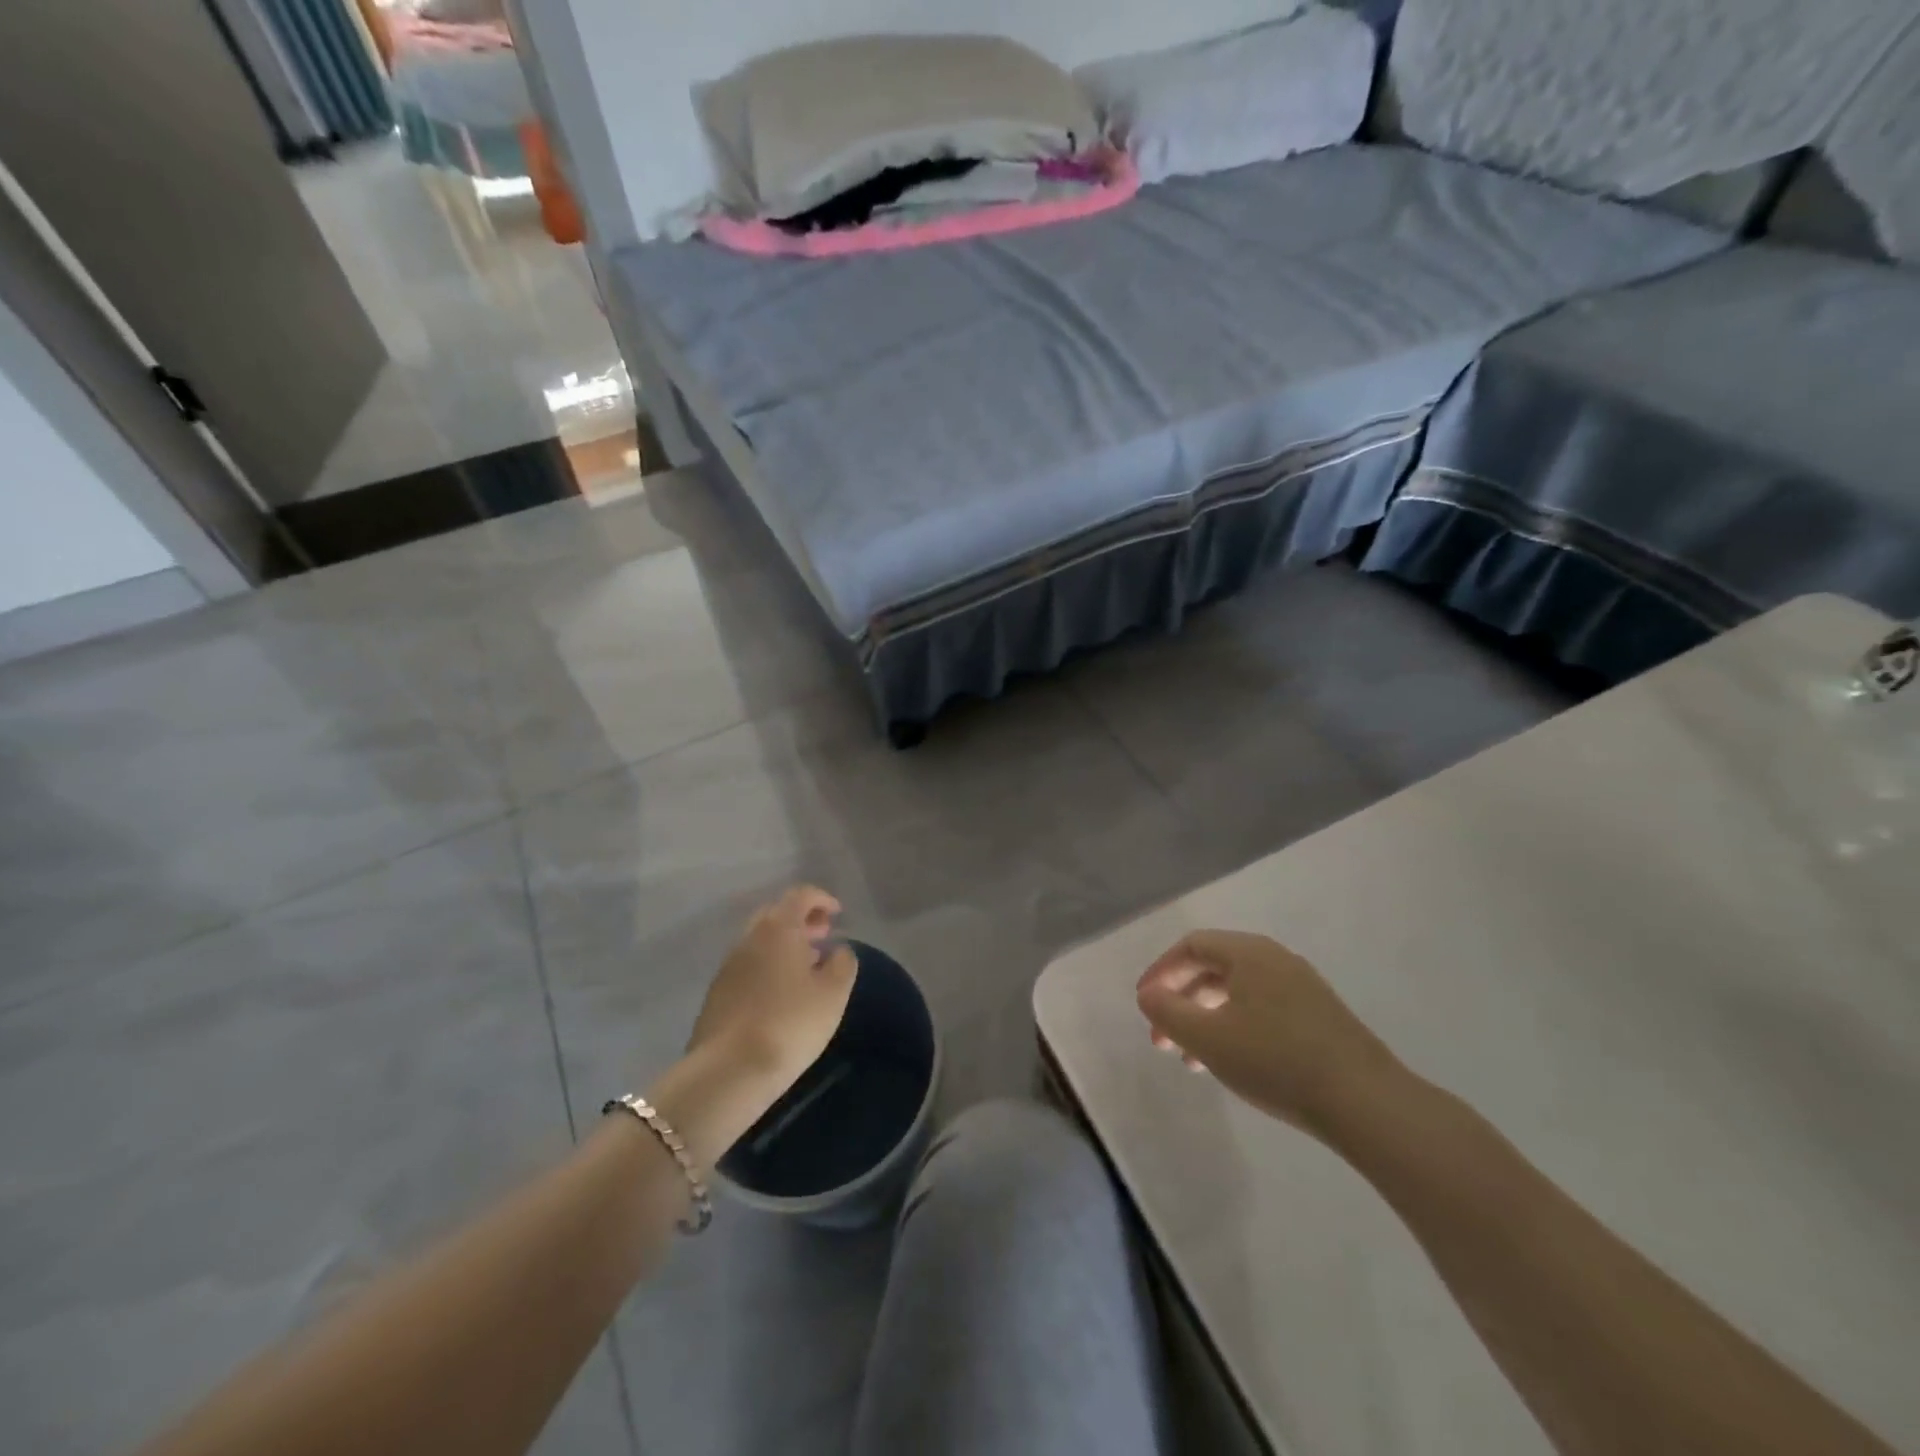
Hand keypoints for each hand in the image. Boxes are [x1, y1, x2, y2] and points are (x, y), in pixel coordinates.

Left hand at [687, 887, 857, 1095]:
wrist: (728, 1071)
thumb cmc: (790, 1023)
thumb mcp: (833, 994)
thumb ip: (843, 963)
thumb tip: (838, 950)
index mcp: (778, 928)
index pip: (800, 895)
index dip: (822, 899)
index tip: (838, 914)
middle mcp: (749, 938)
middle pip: (776, 913)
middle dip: (801, 920)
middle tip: (822, 936)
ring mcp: (728, 966)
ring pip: (759, 940)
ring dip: (783, 944)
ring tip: (806, 966)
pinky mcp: (716, 993)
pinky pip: (748, 965)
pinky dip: (768, 965)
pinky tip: (781, 992)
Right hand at [1136, 930, 1408, 1142]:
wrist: (1367, 1103)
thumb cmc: (1276, 1061)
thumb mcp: (1208, 1039)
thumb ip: (1168, 1012)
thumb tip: (1148, 995)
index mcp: (1248, 952)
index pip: (1191, 946)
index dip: (1160, 972)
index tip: (1143, 1005)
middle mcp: (1276, 959)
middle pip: (1213, 967)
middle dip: (1181, 1001)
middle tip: (1162, 1039)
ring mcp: (1302, 986)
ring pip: (1238, 992)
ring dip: (1206, 1019)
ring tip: (1192, 1060)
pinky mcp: (1320, 1016)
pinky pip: (1262, 1008)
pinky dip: (1235, 1026)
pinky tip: (1234, 1062)